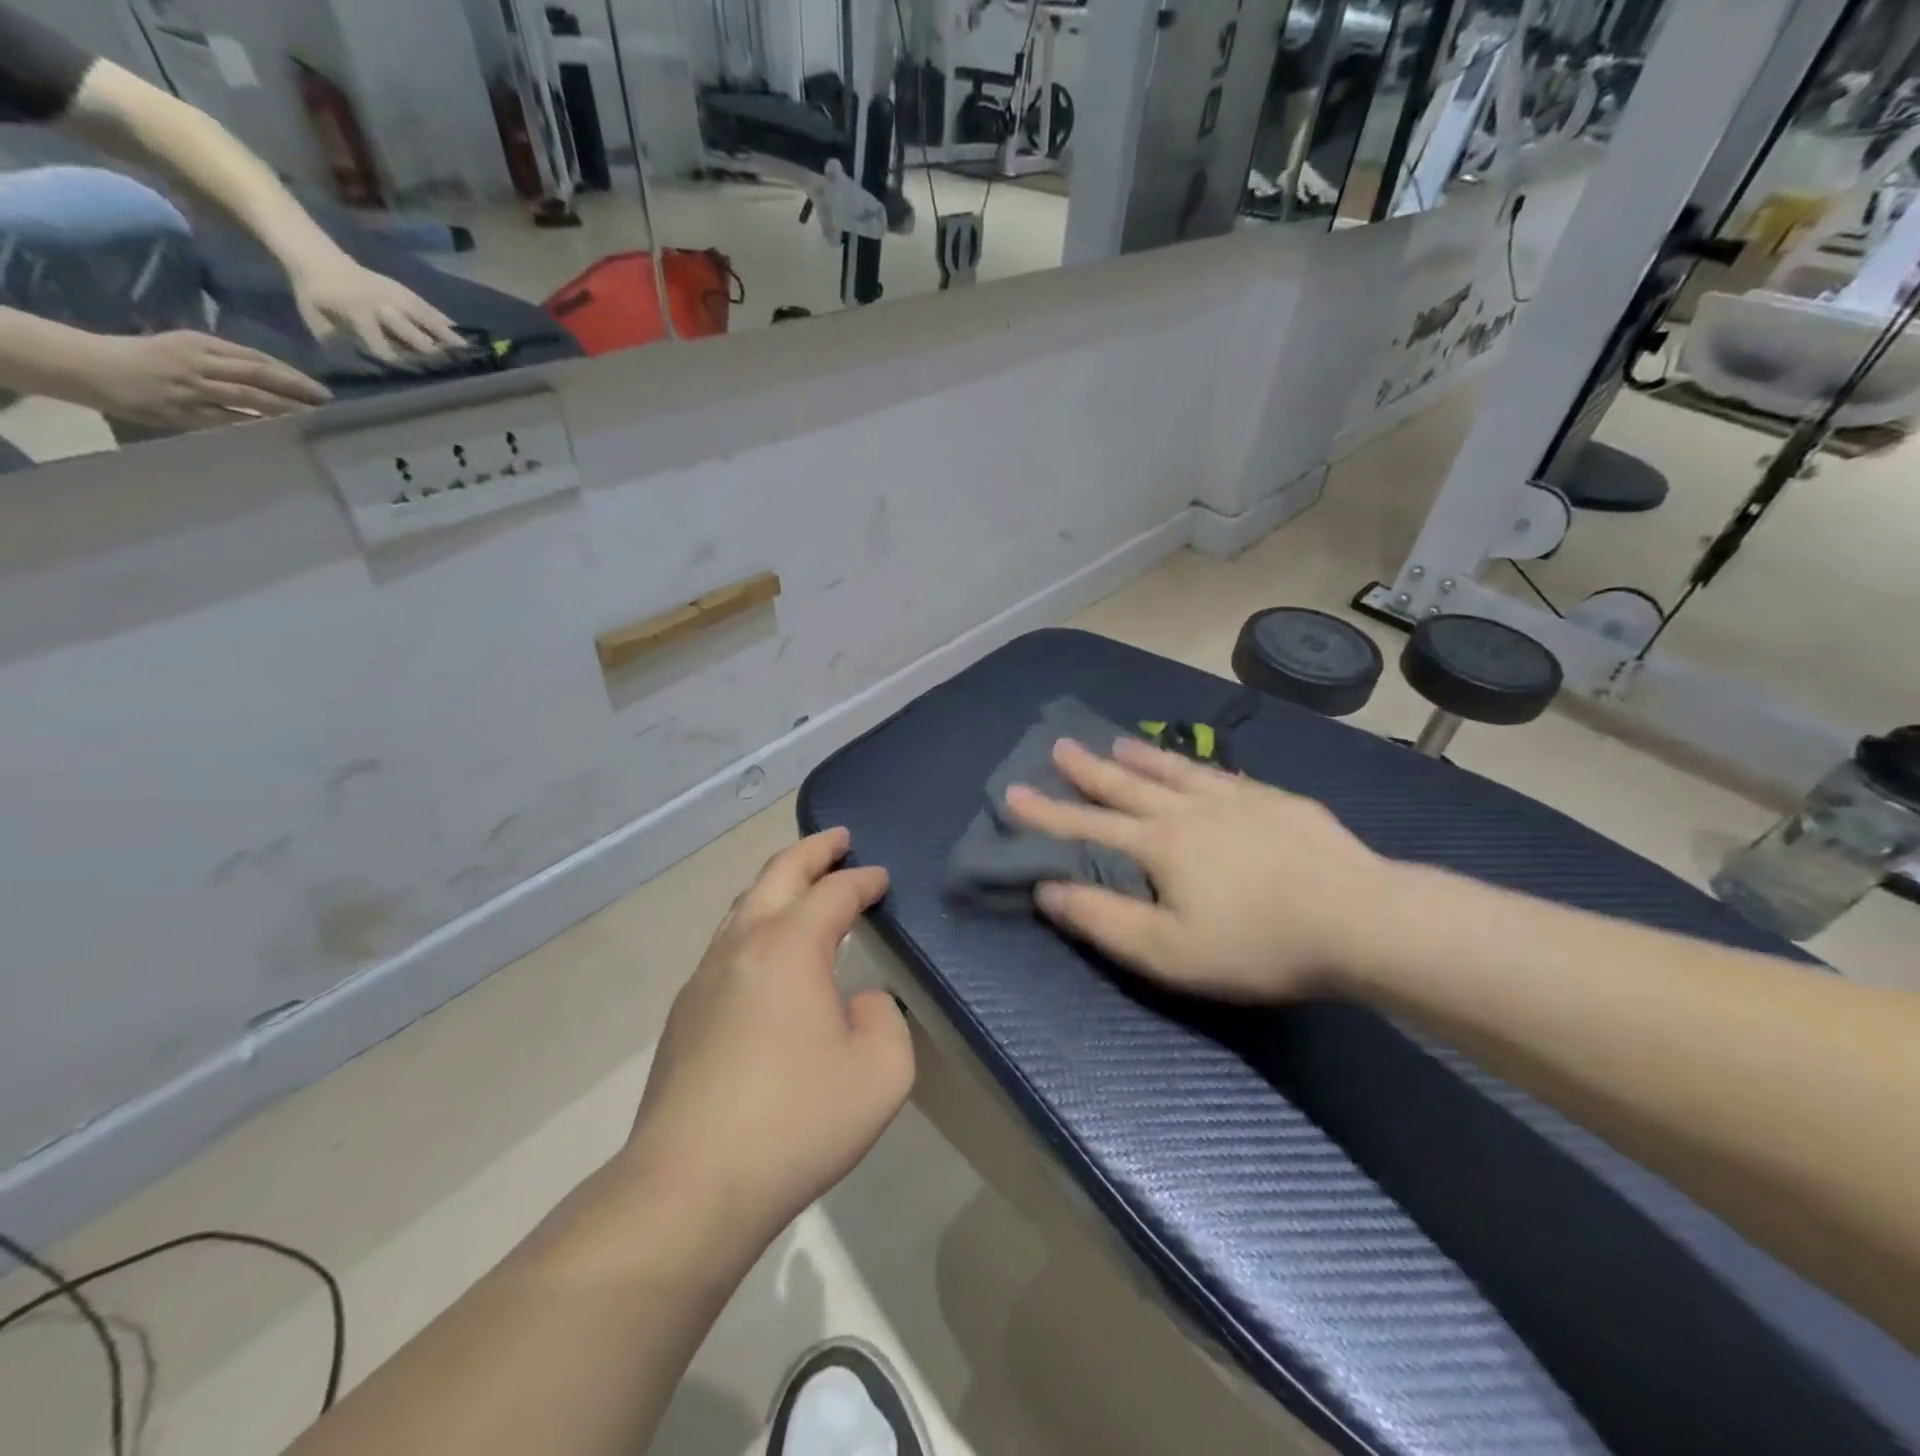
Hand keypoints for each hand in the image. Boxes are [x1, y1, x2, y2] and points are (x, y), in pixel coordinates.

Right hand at [72, 330, 330, 428]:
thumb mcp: (186, 350)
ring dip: (283, 408)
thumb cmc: (143, 358)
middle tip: (326, 401)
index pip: (256, 358)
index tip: (320, 389)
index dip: (291, 374)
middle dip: (295, 388)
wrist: (86, 365)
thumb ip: (225, 362)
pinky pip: (226, 419)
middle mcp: (198, 362)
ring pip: (247, 397)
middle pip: (257, 374)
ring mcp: (190, 387)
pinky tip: (279, 431)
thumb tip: (274, 380)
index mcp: (199, 343)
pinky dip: (255, 424)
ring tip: (312, 416)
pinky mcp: (182, 410)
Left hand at [290, 252, 463, 360]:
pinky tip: (458, 330)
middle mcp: (380, 305)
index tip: (411, 375)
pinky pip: (425, 305)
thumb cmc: (315, 295)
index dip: (395, 361)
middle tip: (446, 366)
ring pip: (422, 317)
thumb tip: (358, 364)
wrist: (315, 256)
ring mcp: (393, 295)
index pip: (380, 345)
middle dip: (426, 349)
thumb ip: (337, 342)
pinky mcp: (401, 289)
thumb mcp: (315, 320)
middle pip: (409, 331)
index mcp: (356, 314)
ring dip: (444, 334)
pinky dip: (442, 318)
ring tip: (465, 349)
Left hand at [624, 830, 913, 1253]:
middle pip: (777, 874)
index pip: (834, 893)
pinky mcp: (684, 1014)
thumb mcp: (881, 1071)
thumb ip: (884, 1019)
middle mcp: (742, 946)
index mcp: (789, 946)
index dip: (862, 880)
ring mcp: (704, 978)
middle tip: (839, 839)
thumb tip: (857, 1003)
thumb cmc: (796, 1121)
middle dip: (812, 851)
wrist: (689, 1186)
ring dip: (778, 884)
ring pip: (743, 905)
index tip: (881, 879)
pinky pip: (727, 944)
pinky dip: (757, 923)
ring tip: (803, 883)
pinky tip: (769, 953)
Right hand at [1005, 738, 1393, 1001]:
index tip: (1012, 792)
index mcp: (1159, 845)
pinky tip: (1198, 765)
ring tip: (1116, 742)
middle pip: (1127, 786)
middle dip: (1088, 769)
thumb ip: (1102, 918)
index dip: (1046, 813)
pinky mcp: (1277, 803)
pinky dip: (1197, 766)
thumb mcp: (1167, 952)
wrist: (1361, 919)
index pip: (1086, 825)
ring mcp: (1237, 800)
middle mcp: (1189, 810)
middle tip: (1060, 744)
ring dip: (1140, 758)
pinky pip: (1223, 776)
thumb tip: (1047, 888)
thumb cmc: (1257, 943)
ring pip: (1175, 771)